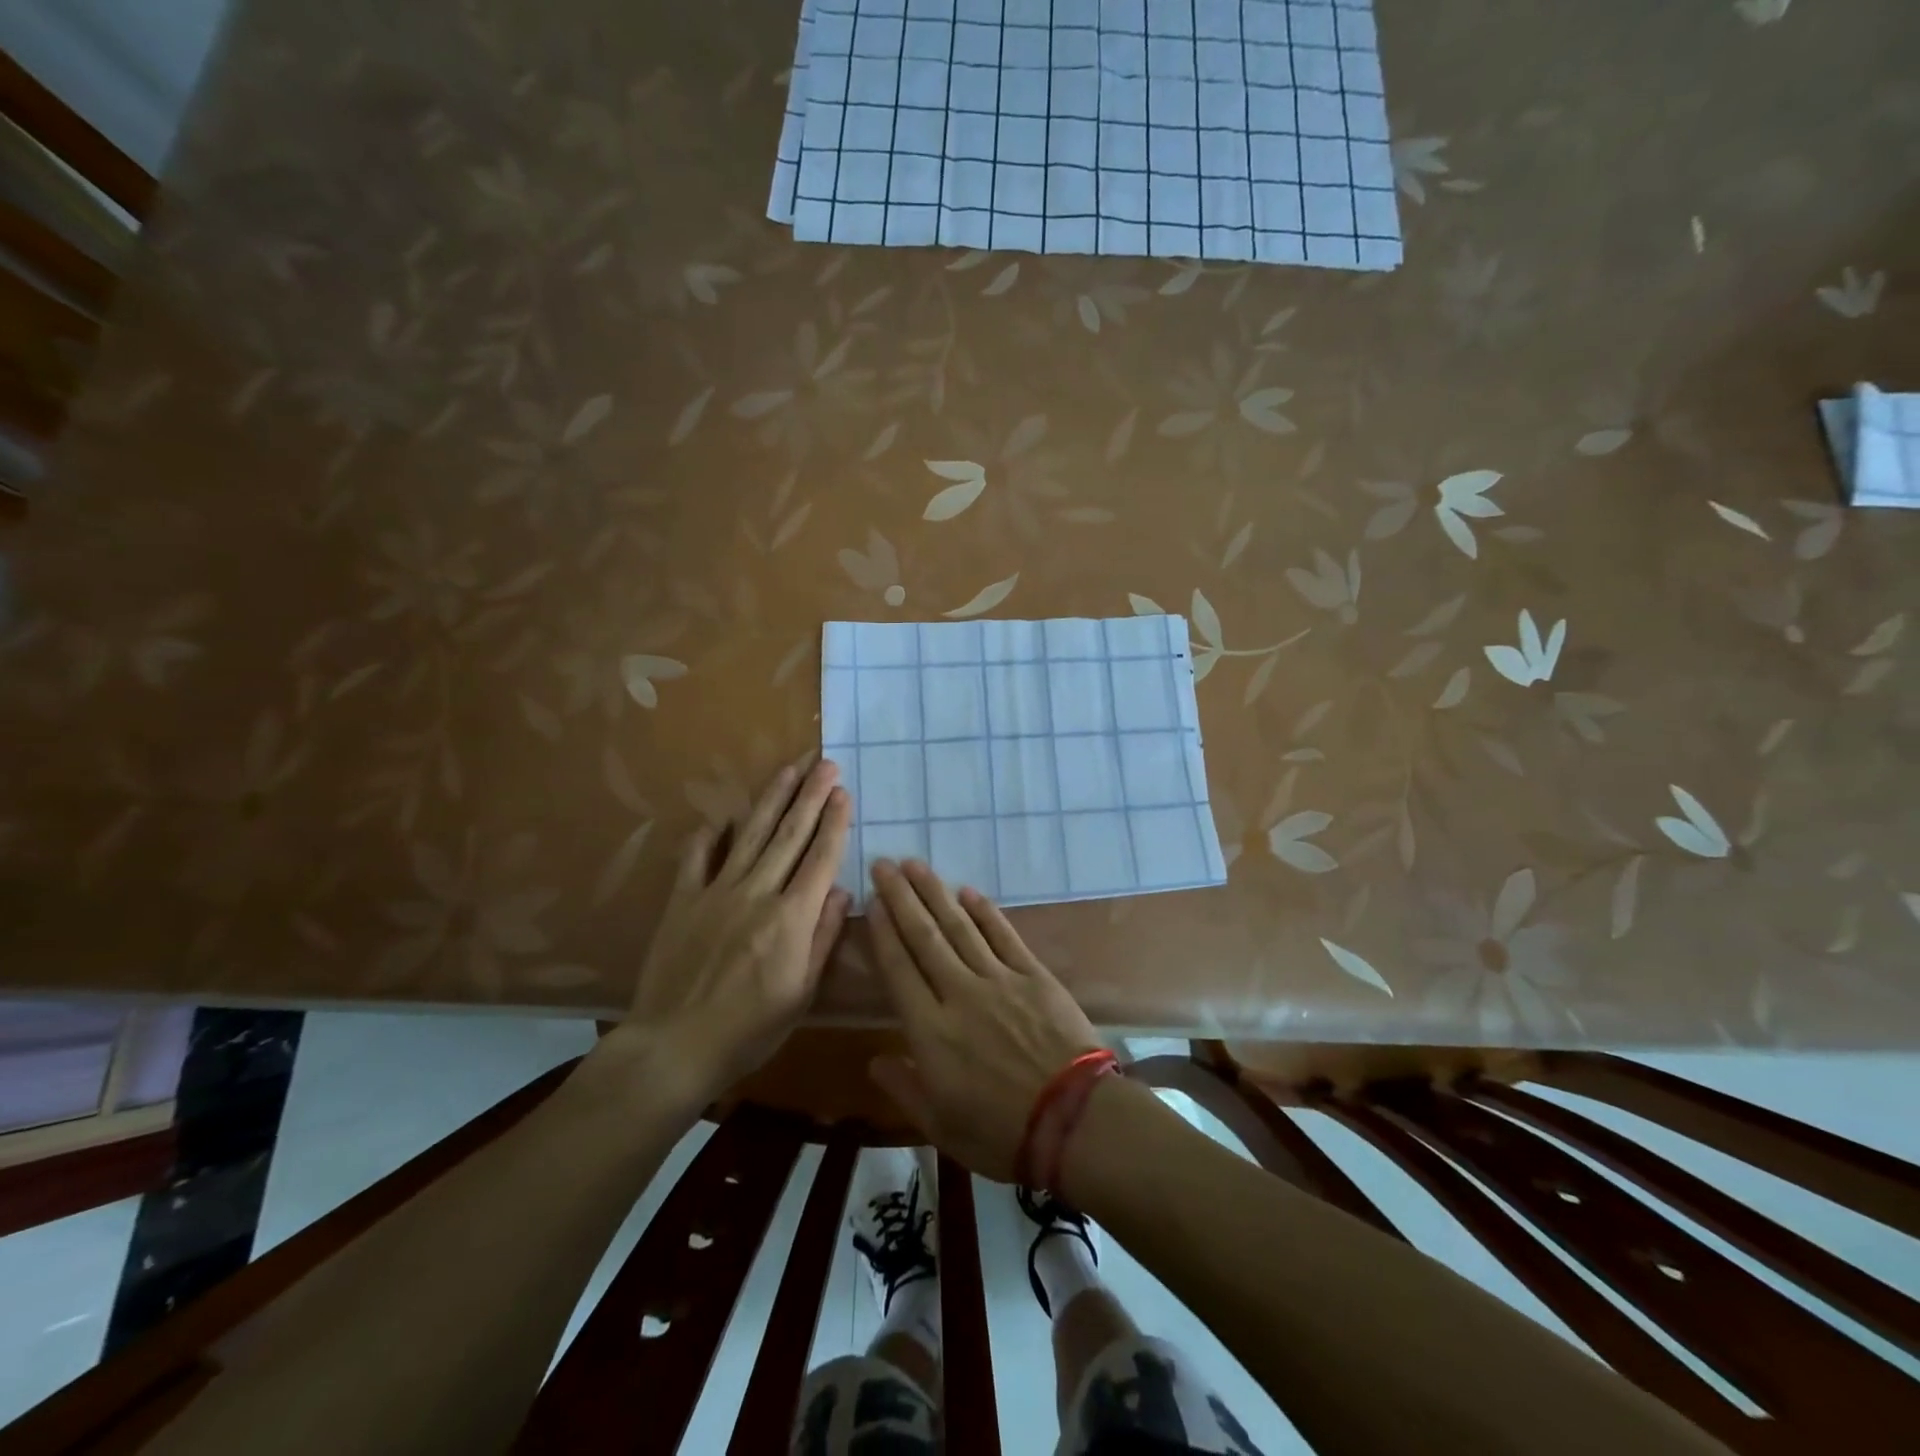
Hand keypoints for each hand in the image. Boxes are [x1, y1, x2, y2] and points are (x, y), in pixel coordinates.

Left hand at [607, 754, 851, 1109]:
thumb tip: (840, 891)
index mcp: (791, 917)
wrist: (674, 1046)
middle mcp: (757, 892)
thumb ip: (822, 938)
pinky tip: (719, 816)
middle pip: (789, 834)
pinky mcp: (683, 901)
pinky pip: (696, 857)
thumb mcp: (802, 993)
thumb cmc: (750, 1030)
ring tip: (787, 770)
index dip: (834, 822)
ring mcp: (716, 892)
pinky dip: (708, 834)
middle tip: (824, 763)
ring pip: (749, 835)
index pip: (820, 858)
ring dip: (771, 799)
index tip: (843, 791)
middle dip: (810, 796)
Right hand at [866, 859, 1102, 1180]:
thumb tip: (874, 1058)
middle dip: (901, 898)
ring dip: (936, 893)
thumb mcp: (942, 1126)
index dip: (883, 933)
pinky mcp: (1033, 975)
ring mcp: (999, 980)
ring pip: (960, 927)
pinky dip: (984, 911)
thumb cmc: (1002, 1133)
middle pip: (924, 937)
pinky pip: (1003, 935)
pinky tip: (968, 891)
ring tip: (916, 866)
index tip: (872, 902)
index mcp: (930, 1032)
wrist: (1076, 1123)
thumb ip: (905, 1088)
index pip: (899, 969)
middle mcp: (959, 994)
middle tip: (884, 864)